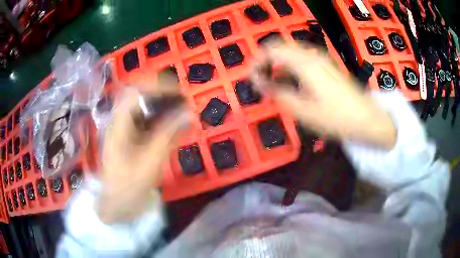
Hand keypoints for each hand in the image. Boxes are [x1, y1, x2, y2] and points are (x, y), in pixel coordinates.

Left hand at [97, 83, 188, 223]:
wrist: (116, 204)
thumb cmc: (129, 184)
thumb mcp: (150, 160)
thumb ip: (169, 134)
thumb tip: (188, 113)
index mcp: (119, 123)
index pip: (136, 92)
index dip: (158, 87)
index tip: (179, 93)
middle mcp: (120, 121)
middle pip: (140, 96)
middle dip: (162, 95)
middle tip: (183, 102)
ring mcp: (125, 130)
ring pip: (144, 109)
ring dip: (164, 108)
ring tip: (183, 114)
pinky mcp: (131, 138)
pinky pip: (147, 123)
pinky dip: (162, 123)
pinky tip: (175, 129)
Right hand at [251, 44, 395, 148]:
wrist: (367, 119)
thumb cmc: (337, 118)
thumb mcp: (304, 111)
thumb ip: (278, 93)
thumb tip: (259, 82)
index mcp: (305, 64)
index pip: (271, 51)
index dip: (257, 62)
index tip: (251, 79)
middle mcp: (312, 55)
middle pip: (280, 48)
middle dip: (266, 62)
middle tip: (261, 83)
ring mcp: (321, 59)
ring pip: (291, 53)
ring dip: (278, 64)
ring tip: (275, 84)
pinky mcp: (327, 66)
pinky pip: (302, 59)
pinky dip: (291, 66)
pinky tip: (293, 82)